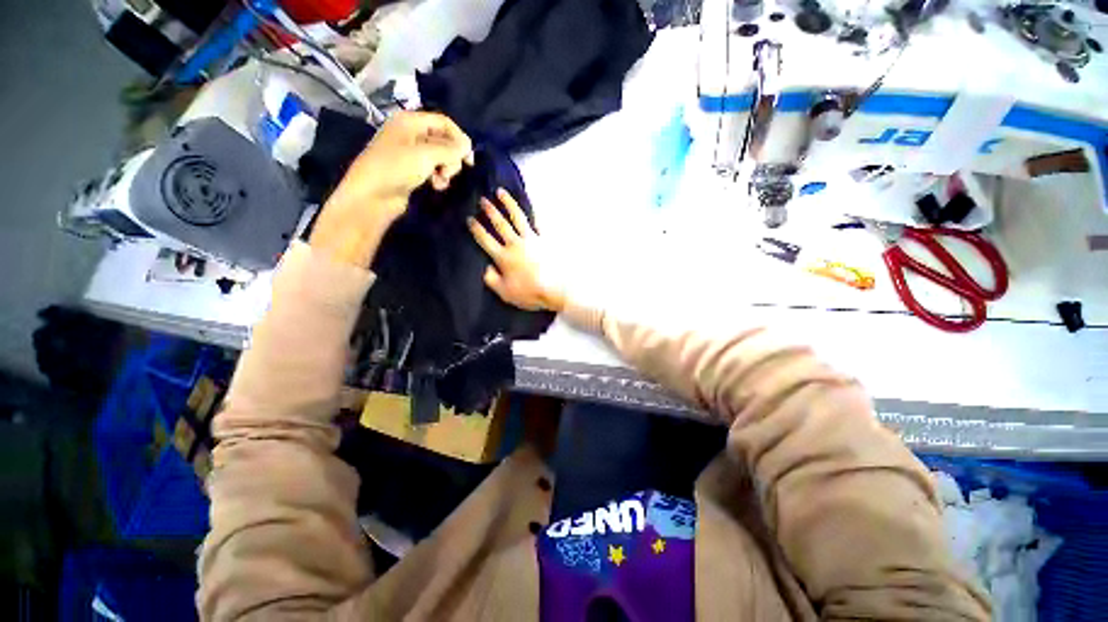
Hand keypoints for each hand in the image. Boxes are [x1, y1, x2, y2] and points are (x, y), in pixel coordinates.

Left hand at [311, 111, 472, 265]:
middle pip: (444, 140)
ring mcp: (411, 153)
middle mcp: (411, 134)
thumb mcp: (425, 155)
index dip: (459, 138)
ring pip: (441, 157)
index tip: (469, 159)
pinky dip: (439, 177)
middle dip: (452, 157)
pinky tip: (436, 186)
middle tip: (449, 172)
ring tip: (441, 181)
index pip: (444, 122)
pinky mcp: (412, 171)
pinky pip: (433, 169)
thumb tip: (468, 146)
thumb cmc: (396, 169)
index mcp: (410, 122)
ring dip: (446, 169)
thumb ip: (450, 149)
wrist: (373, 196)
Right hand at [469, 189, 565, 312]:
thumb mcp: (505, 293)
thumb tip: (485, 268)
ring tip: (501, 192)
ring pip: (517, 217)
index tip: (470, 219)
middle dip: (490, 211)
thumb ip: (492, 279)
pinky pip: (537, 222)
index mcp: (503, 257)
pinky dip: (533, 212)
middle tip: (482, 200)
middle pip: (500, 224)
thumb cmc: (530, 293)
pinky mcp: (545, 239)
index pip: (485, 239)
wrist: (556, 289)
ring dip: (508, 203)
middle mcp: (515, 244)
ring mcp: (531, 239)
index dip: (476, 229)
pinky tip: (530, 205)